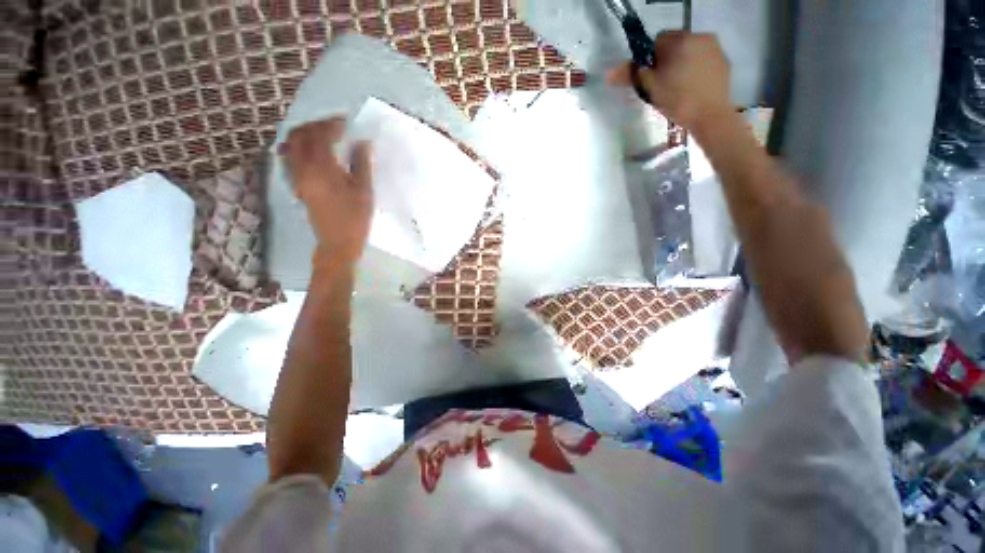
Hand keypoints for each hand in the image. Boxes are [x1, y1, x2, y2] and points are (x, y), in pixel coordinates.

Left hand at [279, 117, 372, 270]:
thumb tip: (362, 141)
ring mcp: (295, 176)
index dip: (332, 124)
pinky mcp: (295, 184)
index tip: (346, 122)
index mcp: (321, 169)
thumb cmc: (355, 218)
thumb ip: (361, 163)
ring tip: (323, 135)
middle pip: (300, 135)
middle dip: (316, 125)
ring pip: (290, 144)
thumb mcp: (364, 190)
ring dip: (305, 134)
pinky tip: (311, 150)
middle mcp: (302, 168)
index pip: (320, 135)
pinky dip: (298, 147)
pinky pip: (289, 158)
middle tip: (334, 126)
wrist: (337, 243)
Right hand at [607, 31, 732, 130]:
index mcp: (682, 39)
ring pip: (689, 52)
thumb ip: (631, 76)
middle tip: (662, 85)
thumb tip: (609, 73)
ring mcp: (715, 48)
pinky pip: (702, 60)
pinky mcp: (724, 61)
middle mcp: (701, 36)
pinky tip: (691, 88)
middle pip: (674, 45)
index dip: (650, 59)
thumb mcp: (650, 88)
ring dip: (680, 65)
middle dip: (665, 61)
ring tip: (677, 88)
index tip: (651, 77)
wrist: (711, 117)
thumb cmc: (678, 100)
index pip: (658, 40)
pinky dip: (694, 70)